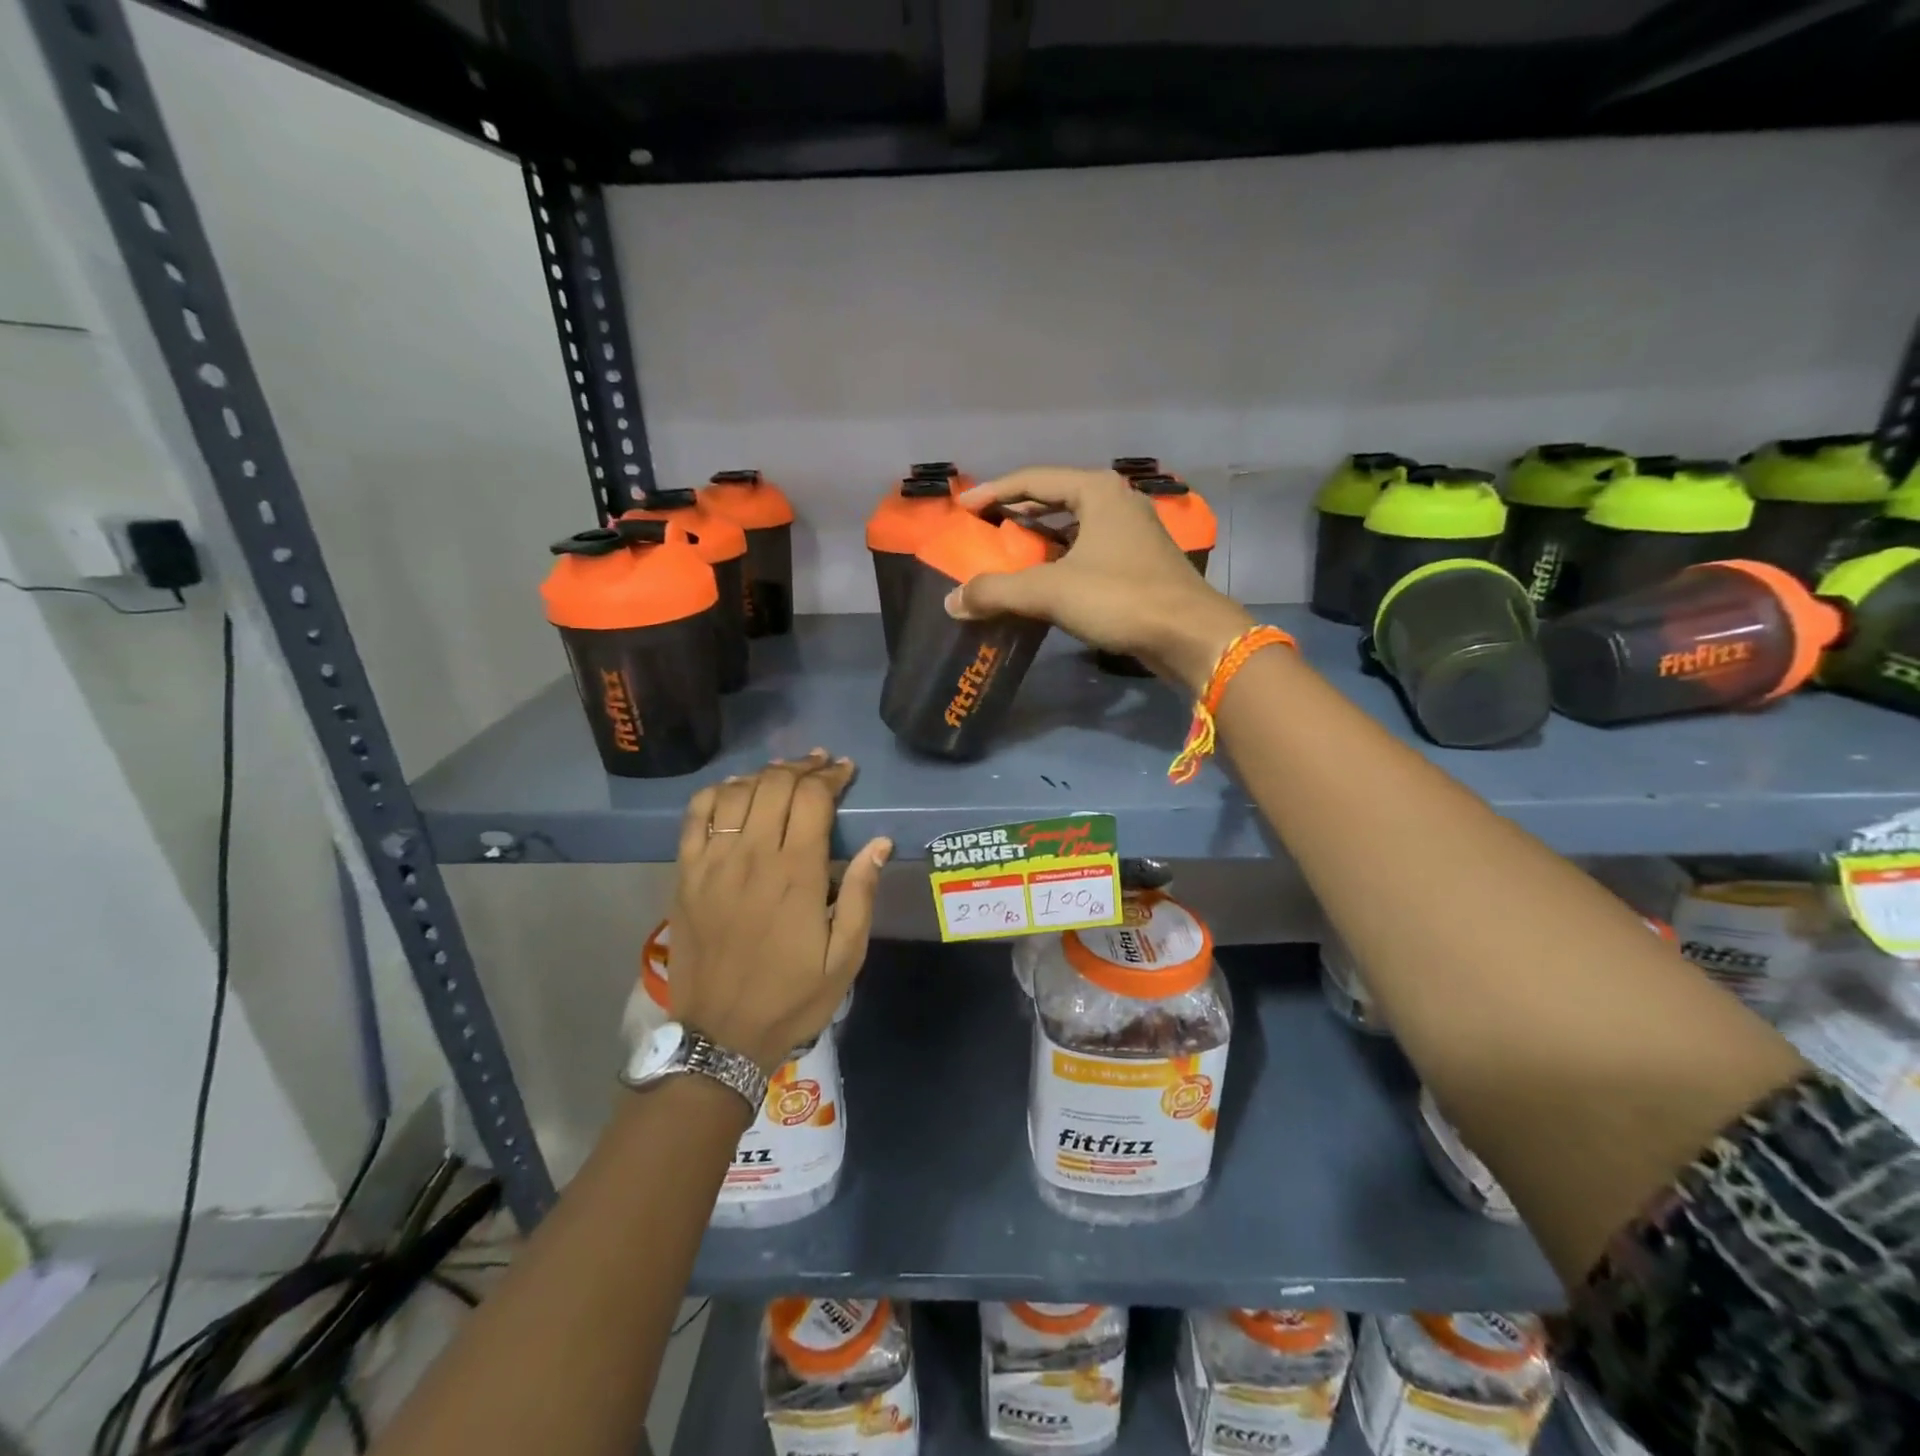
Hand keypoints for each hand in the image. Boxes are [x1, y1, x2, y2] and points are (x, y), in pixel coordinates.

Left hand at [670, 752, 891, 1074]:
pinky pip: (695, 816)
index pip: (812, 798)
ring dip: (763, 775)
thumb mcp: (845, 956)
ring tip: (783, 774)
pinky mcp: (685, 875)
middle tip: (821, 767)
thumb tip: (880, 842)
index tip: (846, 771)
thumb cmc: (792, 997)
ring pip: (735, 792)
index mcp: (796, 873)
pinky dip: (716, 793)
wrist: (721, 1036)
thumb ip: (861, 894)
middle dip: (803, 767)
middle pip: (775, 784)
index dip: (831, 776)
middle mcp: (751, 856)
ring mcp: (712, 863)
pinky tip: (734, 791)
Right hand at [948, 468, 1252, 693]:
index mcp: (1096, 491)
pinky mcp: (1138, 563)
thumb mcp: (1050, 591)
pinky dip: (1059, 561)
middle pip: (1053, 499)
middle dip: (1016, 514)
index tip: (963, 510)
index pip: (1032, 480)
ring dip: (1038, 541)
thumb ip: (997, 592)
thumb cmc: (1120, 597)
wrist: (1189, 635)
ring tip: (1005, 557)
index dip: (992, 493)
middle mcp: (1115, 502)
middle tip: (982, 530)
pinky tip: (1041, 582)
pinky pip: (1086, 551)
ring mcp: (1131, 533)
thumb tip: (952, 601)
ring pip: (1072, 527)